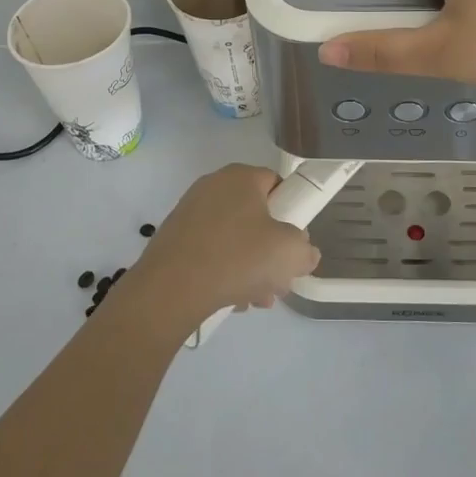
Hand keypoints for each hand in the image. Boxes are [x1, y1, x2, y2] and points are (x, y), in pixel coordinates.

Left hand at [127, 164, 320, 323]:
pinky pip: (210, 250)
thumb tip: (303, 252)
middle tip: (278, 280)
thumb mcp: (289, 253)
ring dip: (250, 267)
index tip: (294, 244)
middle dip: (270, 250)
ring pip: (234, 238)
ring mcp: (190, 211)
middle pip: (256, 216)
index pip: (277, 184)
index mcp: (241, 177)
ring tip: (257, 299)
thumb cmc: (236, 258)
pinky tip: (231, 299)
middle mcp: (214, 186)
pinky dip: (223, 270)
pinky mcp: (174, 237)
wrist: (170, 289)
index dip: (291, 213)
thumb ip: (305, 249)